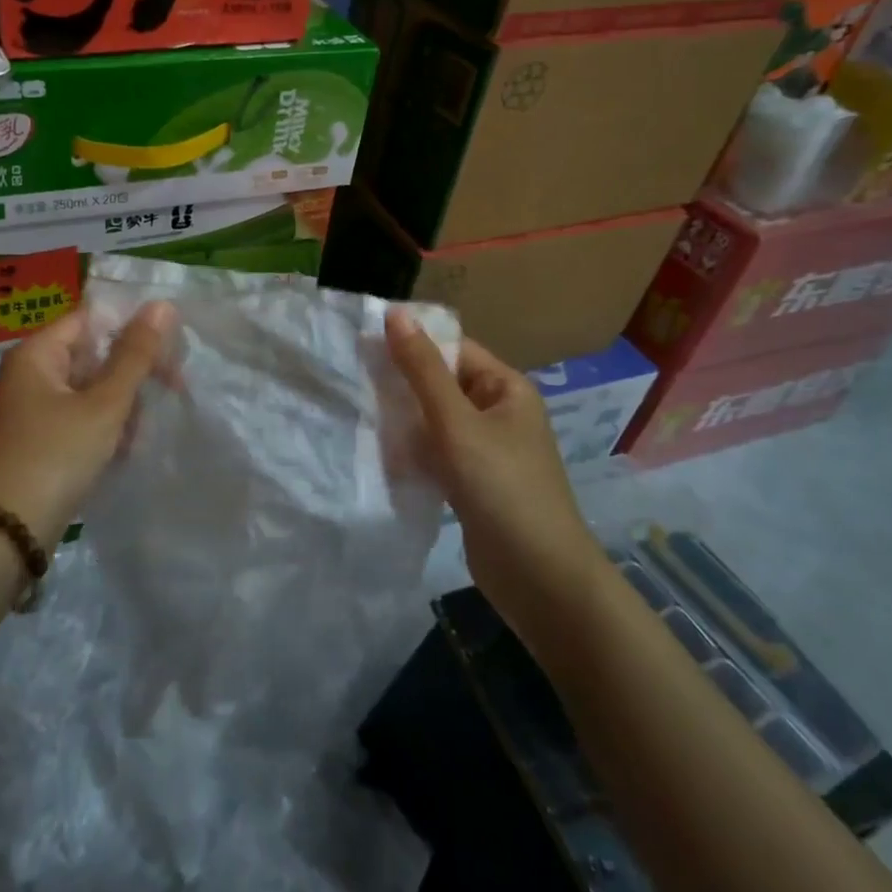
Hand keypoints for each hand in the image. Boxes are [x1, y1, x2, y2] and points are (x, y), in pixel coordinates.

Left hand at [0, 302, 175, 548]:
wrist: (9, 532)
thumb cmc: (57, 455)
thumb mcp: (104, 403)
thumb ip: (135, 355)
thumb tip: (162, 304)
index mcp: (37, 353)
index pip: (92, 319)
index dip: (133, 329)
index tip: (171, 350)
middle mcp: (31, 373)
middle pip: (94, 355)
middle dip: (132, 375)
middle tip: (172, 390)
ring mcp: (34, 408)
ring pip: (92, 389)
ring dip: (123, 406)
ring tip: (140, 434)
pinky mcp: (42, 439)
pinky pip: (82, 418)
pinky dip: (106, 428)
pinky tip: (126, 450)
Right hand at [385, 310, 604, 606]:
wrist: (539, 578)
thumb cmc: (502, 488)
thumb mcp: (457, 423)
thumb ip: (422, 370)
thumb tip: (395, 313)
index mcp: (506, 388)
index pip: (453, 349)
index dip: (411, 343)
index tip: (361, 343)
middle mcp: (498, 413)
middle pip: (441, 384)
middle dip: (401, 384)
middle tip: (351, 380)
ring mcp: (486, 450)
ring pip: (434, 421)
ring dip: (402, 419)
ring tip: (357, 414)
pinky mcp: (472, 483)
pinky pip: (436, 453)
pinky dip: (411, 451)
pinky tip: (379, 454)